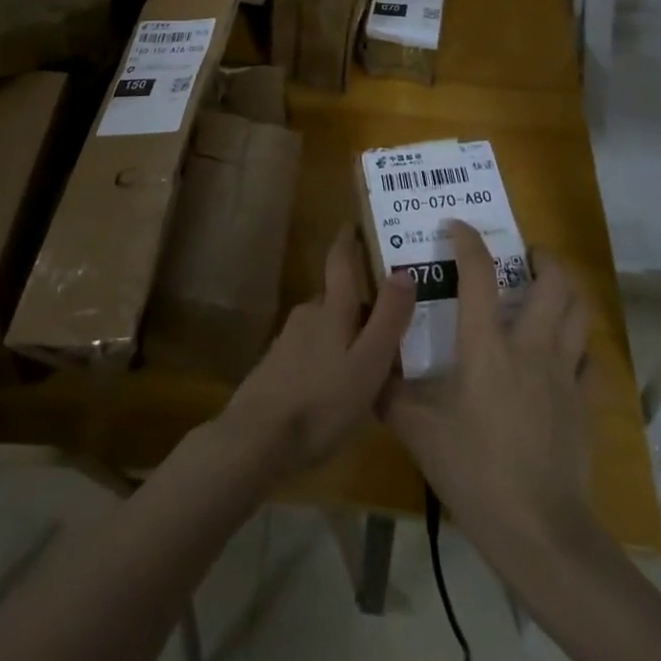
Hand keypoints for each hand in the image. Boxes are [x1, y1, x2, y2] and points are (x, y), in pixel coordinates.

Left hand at [215, 227, 415, 479]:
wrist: (256, 439)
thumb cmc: (321, 401)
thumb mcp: (368, 363)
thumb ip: (388, 319)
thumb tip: (404, 270)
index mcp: (331, 308)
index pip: (340, 260)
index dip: (348, 239)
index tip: (355, 222)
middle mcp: (308, 314)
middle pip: (336, 297)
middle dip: (359, 301)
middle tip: (389, 313)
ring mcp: (288, 341)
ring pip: (325, 326)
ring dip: (345, 332)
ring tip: (371, 354)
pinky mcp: (277, 367)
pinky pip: (311, 350)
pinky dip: (329, 356)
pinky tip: (339, 384)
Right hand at [384, 221, 594, 562]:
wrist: (540, 531)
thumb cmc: (475, 472)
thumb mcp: (418, 433)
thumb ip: (389, 395)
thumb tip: (367, 370)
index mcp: (487, 344)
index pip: (479, 273)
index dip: (468, 240)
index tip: (457, 226)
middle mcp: (531, 345)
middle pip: (555, 281)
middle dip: (542, 257)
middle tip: (524, 256)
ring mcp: (565, 373)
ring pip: (580, 311)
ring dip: (566, 291)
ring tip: (547, 289)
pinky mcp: (586, 402)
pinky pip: (590, 358)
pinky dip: (579, 344)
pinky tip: (564, 353)